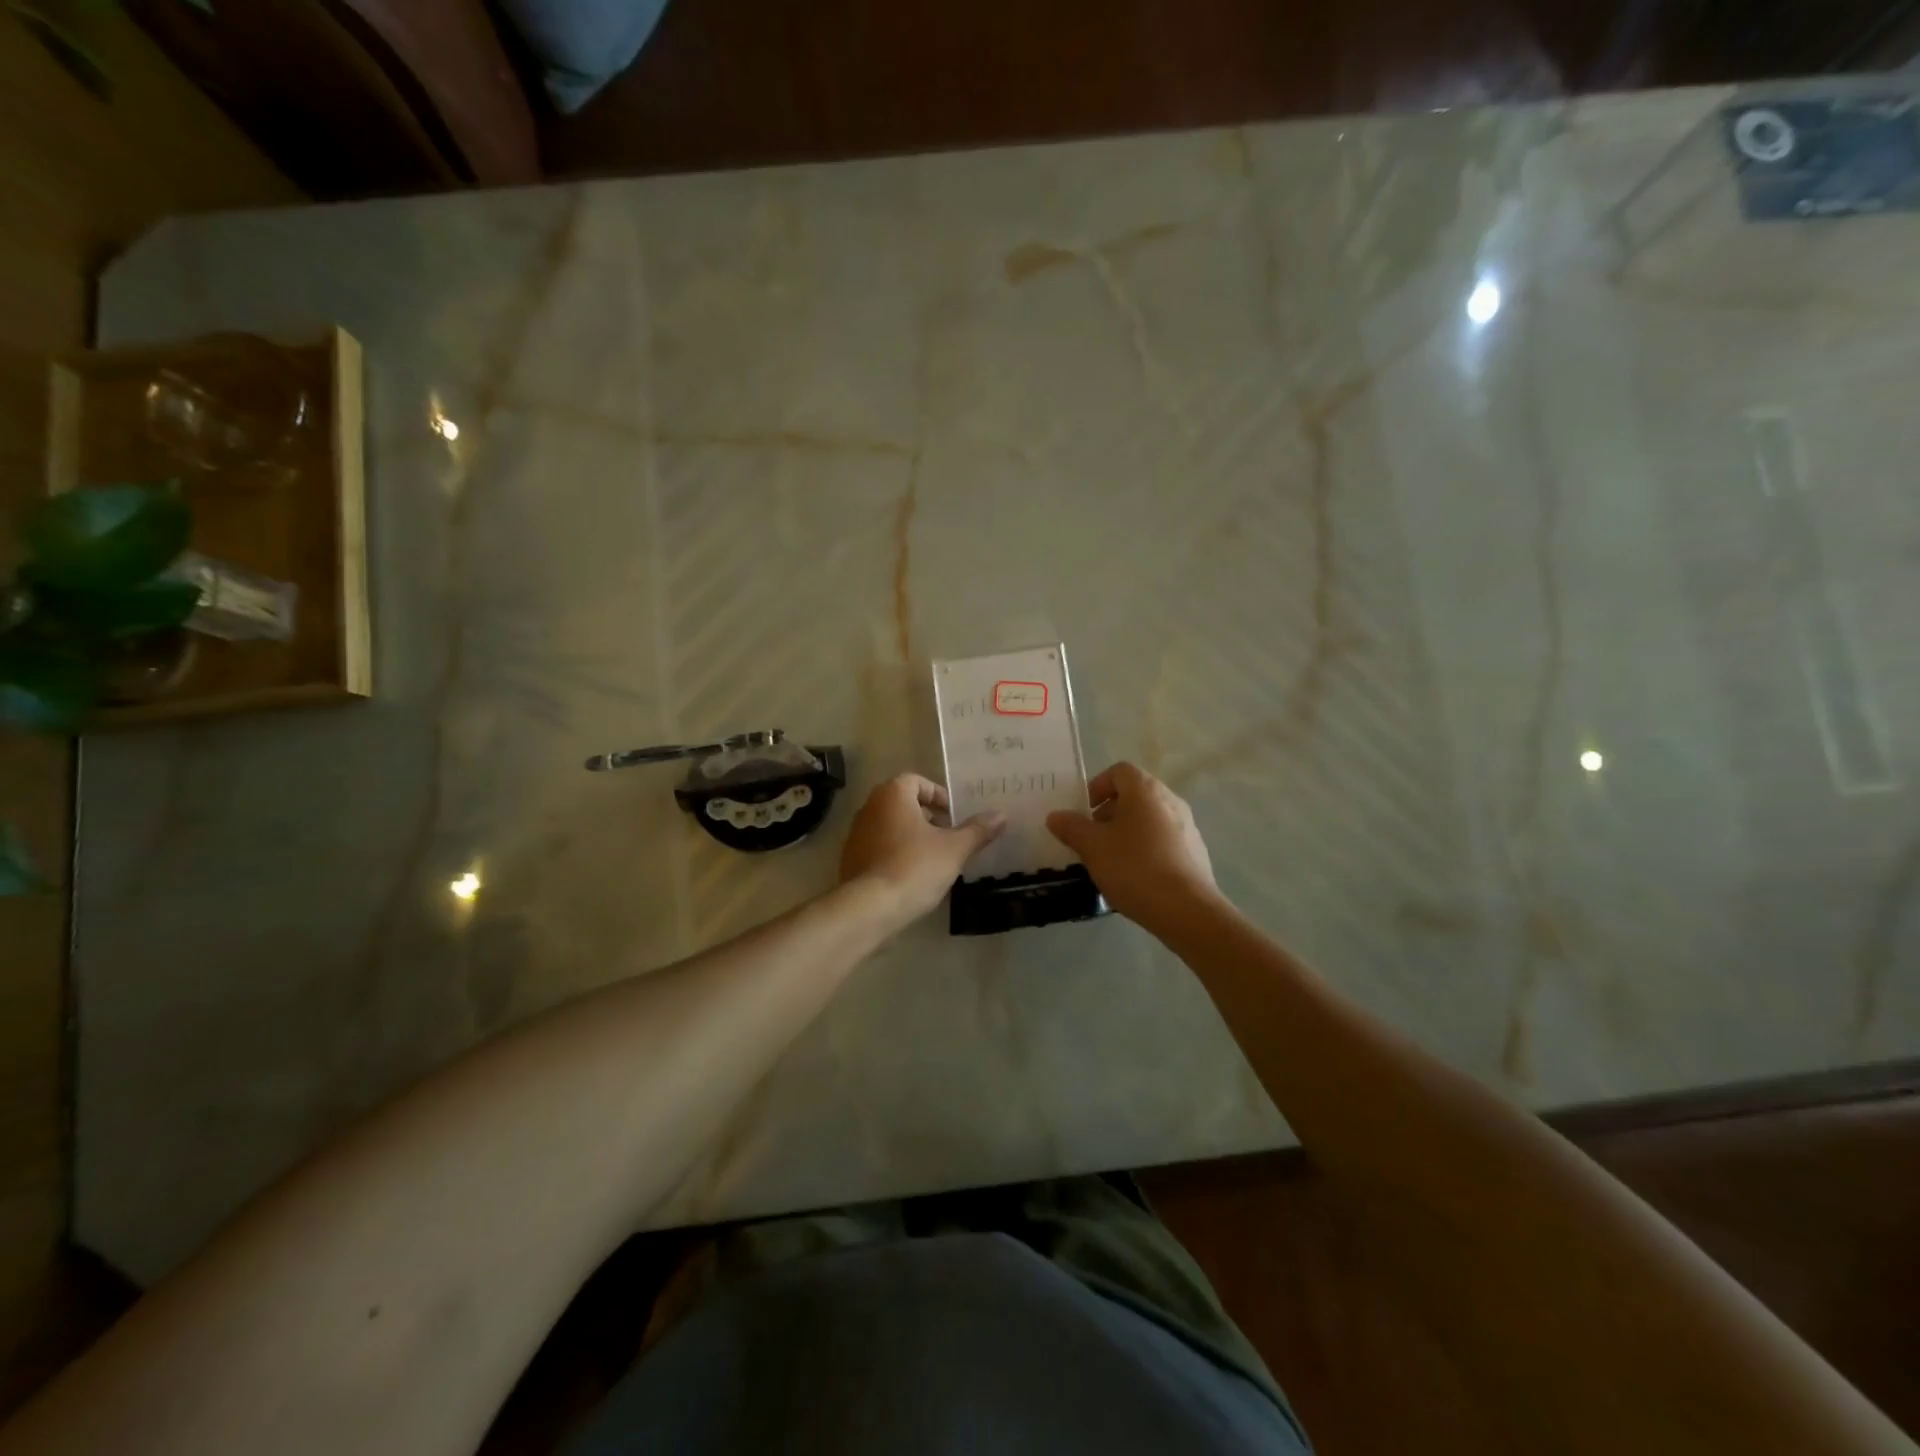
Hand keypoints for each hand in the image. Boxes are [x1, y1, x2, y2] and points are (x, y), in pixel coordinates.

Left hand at [840, 775, 1005, 924]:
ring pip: (890, 826)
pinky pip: (879, 848)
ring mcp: (856, 834)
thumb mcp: (954, 849)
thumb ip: (978, 830)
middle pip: (903, 803)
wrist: (869, 908)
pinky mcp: (850, 859)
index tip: (954, 816)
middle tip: (948, 837)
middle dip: (927, 817)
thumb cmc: (915, 868)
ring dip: (912, 836)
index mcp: (893, 795)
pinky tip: (912, 876)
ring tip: (934, 859)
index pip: (917, 781)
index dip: (938, 796)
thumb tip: (1002, 814)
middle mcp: (870, 807)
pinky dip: (896, 854)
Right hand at [1046, 762, 1222, 932]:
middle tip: (1092, 838)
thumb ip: (1071, 827)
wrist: (1187, 910)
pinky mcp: (1195, 852)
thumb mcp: (1092, 847)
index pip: (1119, 771)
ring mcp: (1188, 826)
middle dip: (1109, 813)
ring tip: (1111, 861)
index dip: (1097, 786)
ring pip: (1149, 819)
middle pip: (1134, 795)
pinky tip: (1136, 877)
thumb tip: (1056, 816)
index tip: (1084, 812)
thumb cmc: (1134, 868)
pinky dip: (1146, 849)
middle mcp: (1170, 800)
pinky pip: (1164, 841)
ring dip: (1127, 832)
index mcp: (1145, 790)